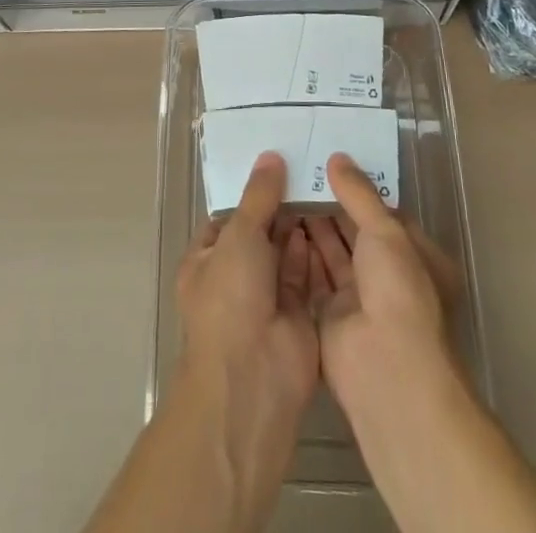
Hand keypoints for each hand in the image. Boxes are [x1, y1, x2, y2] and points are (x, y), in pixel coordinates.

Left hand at [175, 150, 319, 421]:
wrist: (253, 379)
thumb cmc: (230, 298)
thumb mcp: (239, 236)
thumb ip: (258, 196)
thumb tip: (270, 156)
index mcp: (206, 261)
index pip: (228, 218)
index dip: (250, 193)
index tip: (276, 163)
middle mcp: (234, 278)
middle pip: (259, 233)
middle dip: (279, 206)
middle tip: (307, 166)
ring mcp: (265, 298)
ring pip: (283, 252)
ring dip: (298, 224)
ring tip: (321, 182)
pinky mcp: (297, 313)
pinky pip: (305, 273)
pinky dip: (314, 249)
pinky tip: (329, 217)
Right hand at [305, 153, 465, 417]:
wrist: (386, 370)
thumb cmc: (398, 290)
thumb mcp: (386, 230)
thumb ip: (359, 193)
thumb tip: (337, 158)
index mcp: (415, 256)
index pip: (384, 214)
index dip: (359, 189)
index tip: (330, 162)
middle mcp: (389, 277)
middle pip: (356, 232)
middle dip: (331, 205)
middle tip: (299, 171)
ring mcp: (359, 298)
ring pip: (333, 253)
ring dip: (313, 225)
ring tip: (284, 189)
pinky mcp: (330, 316)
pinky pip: (313, 276)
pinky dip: (299, 252)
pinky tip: (278, 224)